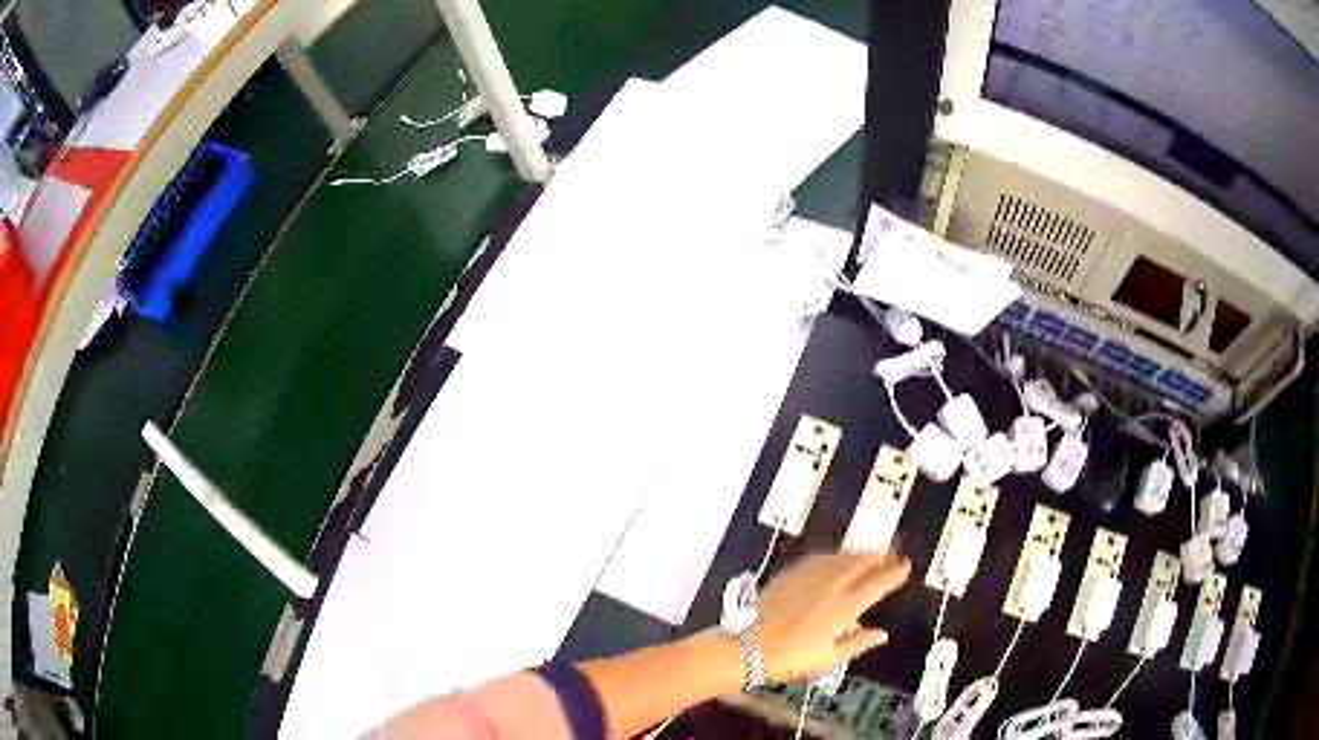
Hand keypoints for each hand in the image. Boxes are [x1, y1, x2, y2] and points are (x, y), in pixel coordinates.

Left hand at [756, 553, 910, 681]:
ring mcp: (810, 577)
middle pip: (861, 564)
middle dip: (880, 557)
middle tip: (893, 554)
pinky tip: (837, 558)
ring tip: (870, 553)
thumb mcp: (830, 658)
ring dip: (859, 554)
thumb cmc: (792, 658)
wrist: (750, 647)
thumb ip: (859, 643)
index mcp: (844, 607)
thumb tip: (882, 635)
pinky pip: (819, 559)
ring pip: (841, 558)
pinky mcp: (791, 574)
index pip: (876, 584)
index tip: (905, 565)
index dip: (893, 573)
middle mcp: (831, 586)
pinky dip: (834, 556)